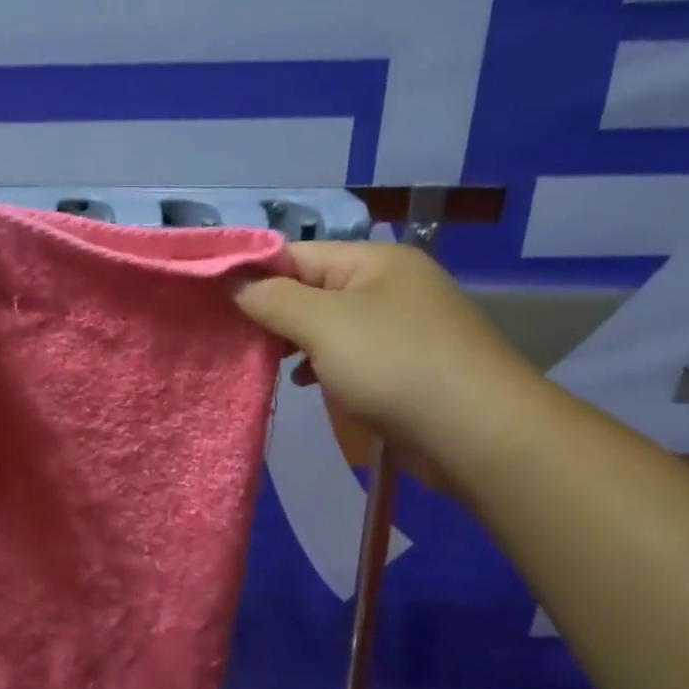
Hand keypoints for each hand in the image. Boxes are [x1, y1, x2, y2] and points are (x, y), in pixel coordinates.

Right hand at [233, 241, 542, 475]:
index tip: (210, 299)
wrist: (478, 434)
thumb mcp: (323, 323)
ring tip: (258, 362)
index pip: (296, 254)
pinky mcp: (402, 369)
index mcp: (374, 262)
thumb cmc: (395, 364)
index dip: (252, 273)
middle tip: (228, 336)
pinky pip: (348, 357)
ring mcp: (399, 329)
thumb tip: (234, 282)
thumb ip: (272, 299)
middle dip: (271, 312)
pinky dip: (319, 367)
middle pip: (311, 289)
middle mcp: (388, 287)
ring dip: (293, 343)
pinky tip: (301, 383)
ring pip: (327, 326)